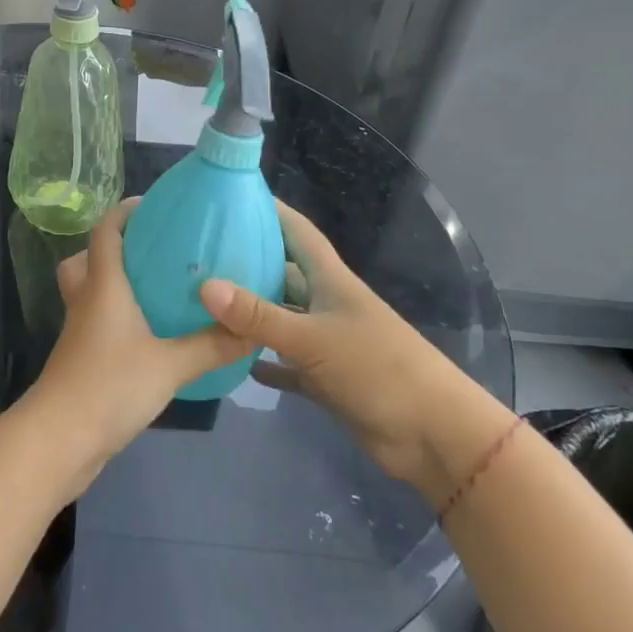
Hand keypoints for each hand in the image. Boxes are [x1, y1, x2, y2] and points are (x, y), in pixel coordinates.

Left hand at [19, 199, 247, 495]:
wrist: (59, 440)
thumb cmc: (110, 387)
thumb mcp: (170, 365)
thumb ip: (211, 346)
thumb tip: (252, 329)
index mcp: (103, 286)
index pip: (104, 232)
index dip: (123, 212)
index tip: (152, 206)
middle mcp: (85, 301)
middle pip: (85, 259)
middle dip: (111, 249)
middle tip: (150, 252)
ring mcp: (78, 331)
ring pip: (88, 292)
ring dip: (112, 284)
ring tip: (153, 292)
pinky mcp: (79, 359)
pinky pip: (94, 321)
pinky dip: (115, 317)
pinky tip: (147, 336)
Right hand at [198, 201, 510, 499]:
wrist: (432, 435)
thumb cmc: (377, 369)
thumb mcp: (312, 338)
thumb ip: (258, 316)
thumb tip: (204, 286)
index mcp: (330, 281)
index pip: (298, 233)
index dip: (272, 211)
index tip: (235, 196)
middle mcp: (326, 305)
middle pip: (283, 274)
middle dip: (249, 263)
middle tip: (200, 255)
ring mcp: (327, 343)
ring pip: (281, 320)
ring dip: (250, 315)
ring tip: (204, 302)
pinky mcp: (325, 379)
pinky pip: (286, 365)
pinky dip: (263, 362)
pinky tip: (232, 361)